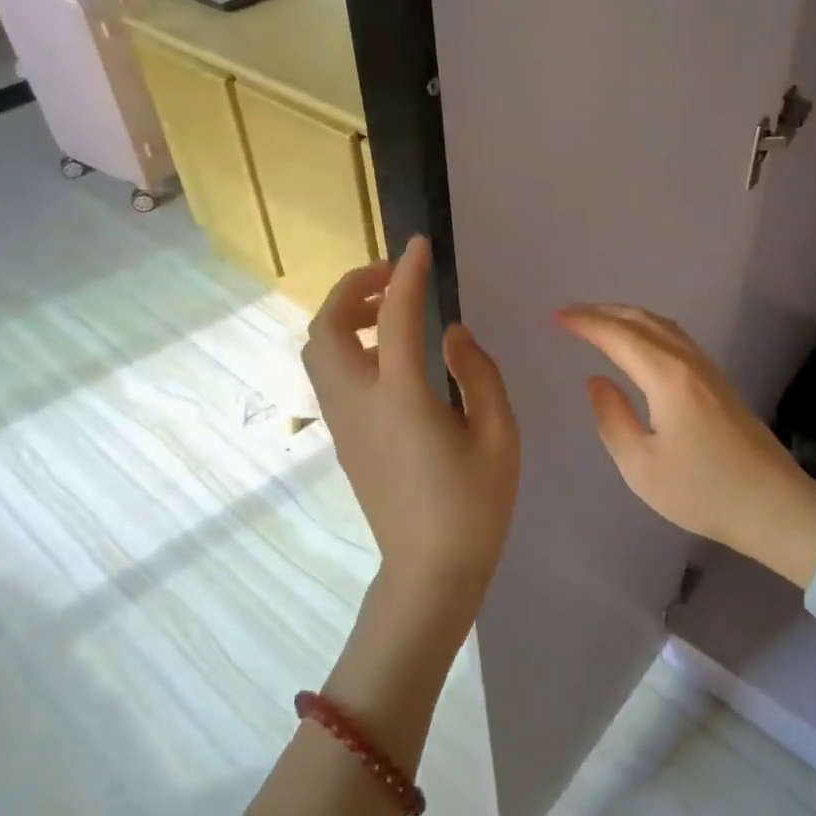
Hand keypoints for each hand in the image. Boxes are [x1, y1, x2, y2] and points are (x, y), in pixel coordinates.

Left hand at [304, 237, 519, 603]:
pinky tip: (383, 350)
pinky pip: (327, 372)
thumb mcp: (498, 435)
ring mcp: (342, 421)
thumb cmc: (473, 505)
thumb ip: (477, 373)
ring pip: (317, 349)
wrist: (429, 571)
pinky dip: (343, 341)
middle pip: (326, 327)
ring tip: (387, 308)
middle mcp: (359, 402)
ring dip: (343, 314)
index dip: (405, 274)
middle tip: (393, 276)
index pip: (393, 317)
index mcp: (402, 398)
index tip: (419, 245)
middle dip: (352, 287)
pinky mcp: (342, 436)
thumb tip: (450, 333)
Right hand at [557, 304, 815, 587]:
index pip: (619, 336)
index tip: (556, 318)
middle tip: (571, 315)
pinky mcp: (719, 382)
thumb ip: (612, 419)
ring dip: (627, 317)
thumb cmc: (703, 492)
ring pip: (663, 326)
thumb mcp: (642, 467)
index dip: (586, 323)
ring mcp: (709, 369)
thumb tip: (596, 381)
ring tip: (599, 322)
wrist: (775, 506)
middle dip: (603, 312)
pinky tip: (640, 344)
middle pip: (642, 320)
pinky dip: (648, 329)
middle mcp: (689, 362)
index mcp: (668, 378)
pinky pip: (676, 338)